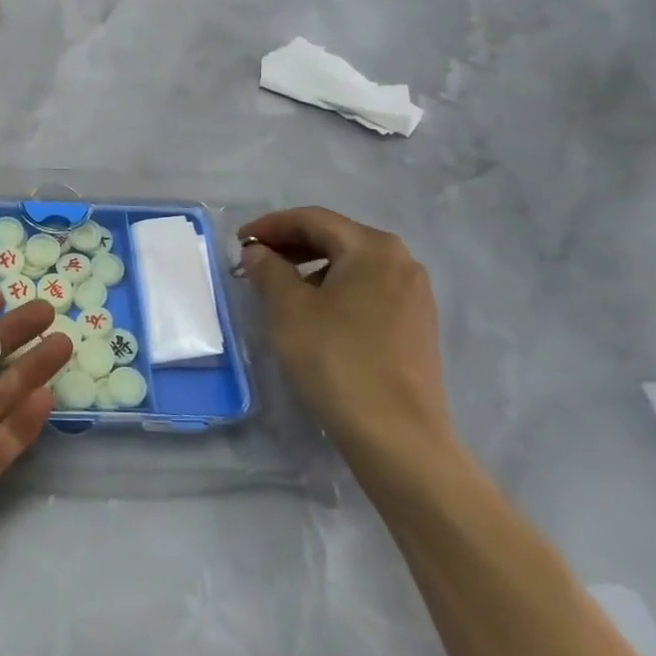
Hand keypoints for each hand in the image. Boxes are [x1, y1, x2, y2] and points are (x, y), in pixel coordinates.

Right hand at [236, 207, 452, 466]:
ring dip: (311, 269)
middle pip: (336, 239)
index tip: (239, 241)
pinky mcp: (415, 327)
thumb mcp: (288, 309)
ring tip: (279, 290)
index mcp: (373, 248)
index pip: (313, 220)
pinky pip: (367, 292)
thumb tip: (259, 252)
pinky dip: (334, 291)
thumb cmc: (336, 359)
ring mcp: (414, 296)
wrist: (396, 435)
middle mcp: (401, 262)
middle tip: (255, 262)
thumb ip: (268, 269)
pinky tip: (313, 315)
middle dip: (291, 245)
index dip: (271, 225)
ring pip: (352, 267)